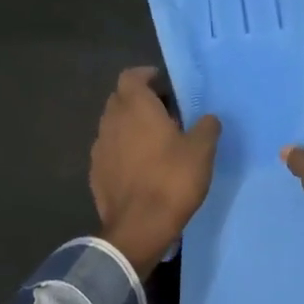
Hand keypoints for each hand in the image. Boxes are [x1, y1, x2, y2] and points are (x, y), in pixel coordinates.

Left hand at [91, 67, 220, 276]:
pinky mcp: (96, 172)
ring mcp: (99, 148)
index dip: (146, 76)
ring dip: (131, 126)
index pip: (131, 76)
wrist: (139, 227)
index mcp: (135, 108)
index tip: (163, 85)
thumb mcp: (202, 151)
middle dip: (140, 100)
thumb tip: (207, 118)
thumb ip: (206, 127)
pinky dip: (123, 150)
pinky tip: (141, 167)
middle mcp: (111, 121)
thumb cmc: (172, 180)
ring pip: (114, 125)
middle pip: (120, 99)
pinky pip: (110, 150)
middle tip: (165, 113)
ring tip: (155, 142)